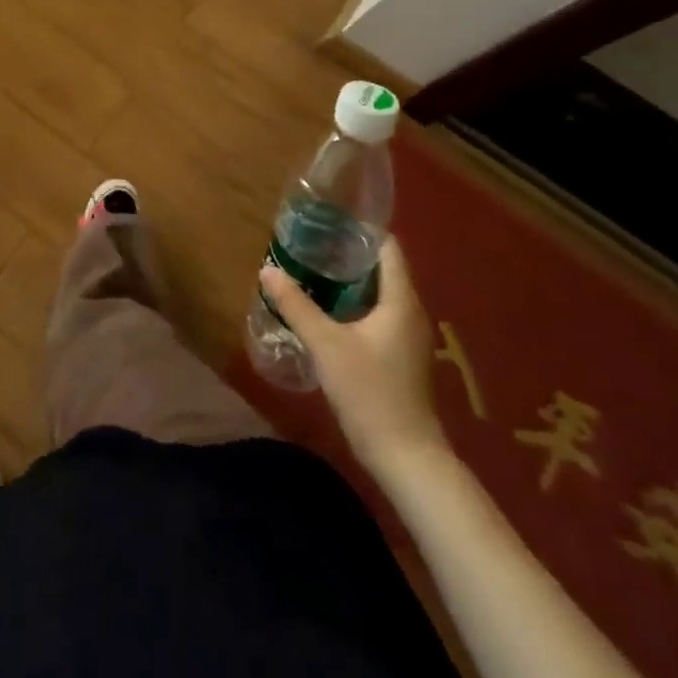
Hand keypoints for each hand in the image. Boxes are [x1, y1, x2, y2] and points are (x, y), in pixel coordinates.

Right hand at [259, 235, 450, 486]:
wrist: (406, 458)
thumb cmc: (370, 393)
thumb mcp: (326, 345)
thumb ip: (296, 305)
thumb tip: (268, 269)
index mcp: (400, 300)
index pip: (387, 247)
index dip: (360, 229)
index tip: (327, 219)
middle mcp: (410, 311)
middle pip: (381, 268)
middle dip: (346, 253)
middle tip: (309, 242)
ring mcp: (407, 336)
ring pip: (378, 293)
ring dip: (348, 280)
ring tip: (311, 269)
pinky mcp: (400, 356)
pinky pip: (377, 314)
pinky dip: (354, 303)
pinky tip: (326, 310)